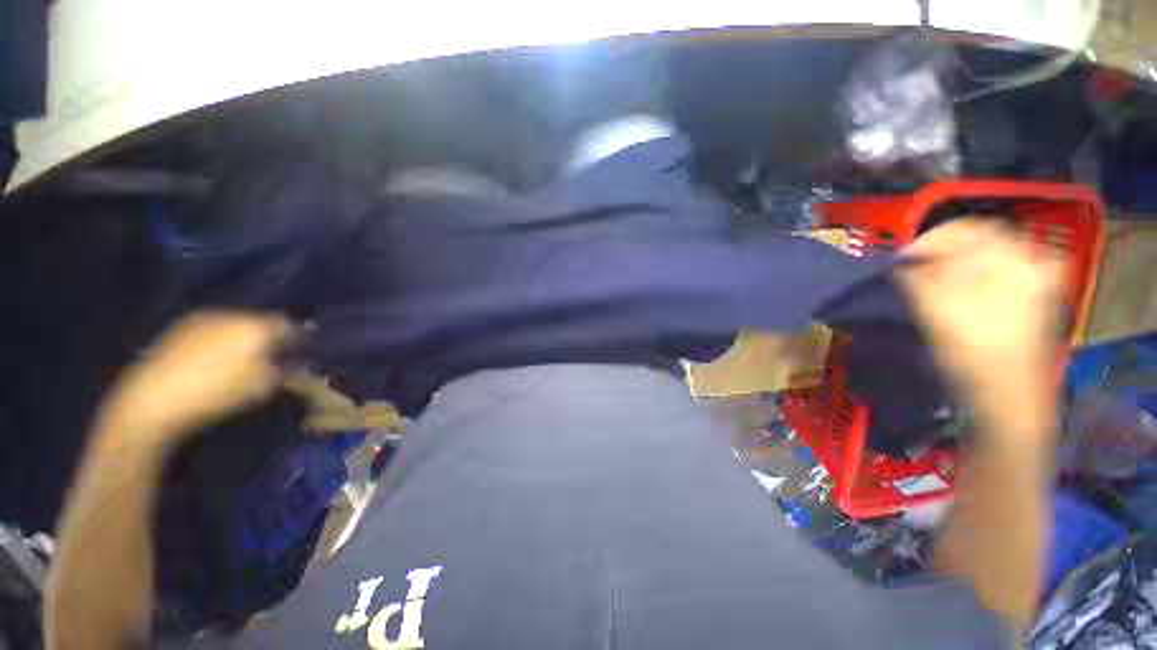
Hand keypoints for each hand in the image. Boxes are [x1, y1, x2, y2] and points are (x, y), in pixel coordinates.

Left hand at [101, 312, 294, 445]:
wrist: (154, 399)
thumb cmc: (218, 392)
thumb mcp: (264, 386)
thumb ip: (287, 369)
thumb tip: (298, 362)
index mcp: (257, 326)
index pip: (290, 325)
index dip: (299, 338)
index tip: (302, 352)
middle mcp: (233, 314)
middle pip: (262, 321)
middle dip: (271, 336)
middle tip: (274, 355)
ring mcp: (204, 318)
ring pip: (237, 323)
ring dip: (245, 337)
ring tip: (245, 357)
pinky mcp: (181, 327)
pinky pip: (214, 329)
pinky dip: (222, 339)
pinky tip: (217, 358)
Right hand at [898, 219, 1064, 442]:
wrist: (1007, 400)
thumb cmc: (974, 355)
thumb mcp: (936, 310)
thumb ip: (916, 277)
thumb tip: (903, 262)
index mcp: (1018, 260)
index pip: (965, 229)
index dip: (926, 242)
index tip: (899, 261)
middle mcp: (1033, 263)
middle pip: (976, 242)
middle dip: (938, 256)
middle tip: (910, 273)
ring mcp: (1036, 282)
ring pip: (982, 259)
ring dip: (949, 268)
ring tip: (925, 286)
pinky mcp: (1031, 299)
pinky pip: (992, 275)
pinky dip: (966, 279)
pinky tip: (949, 295)